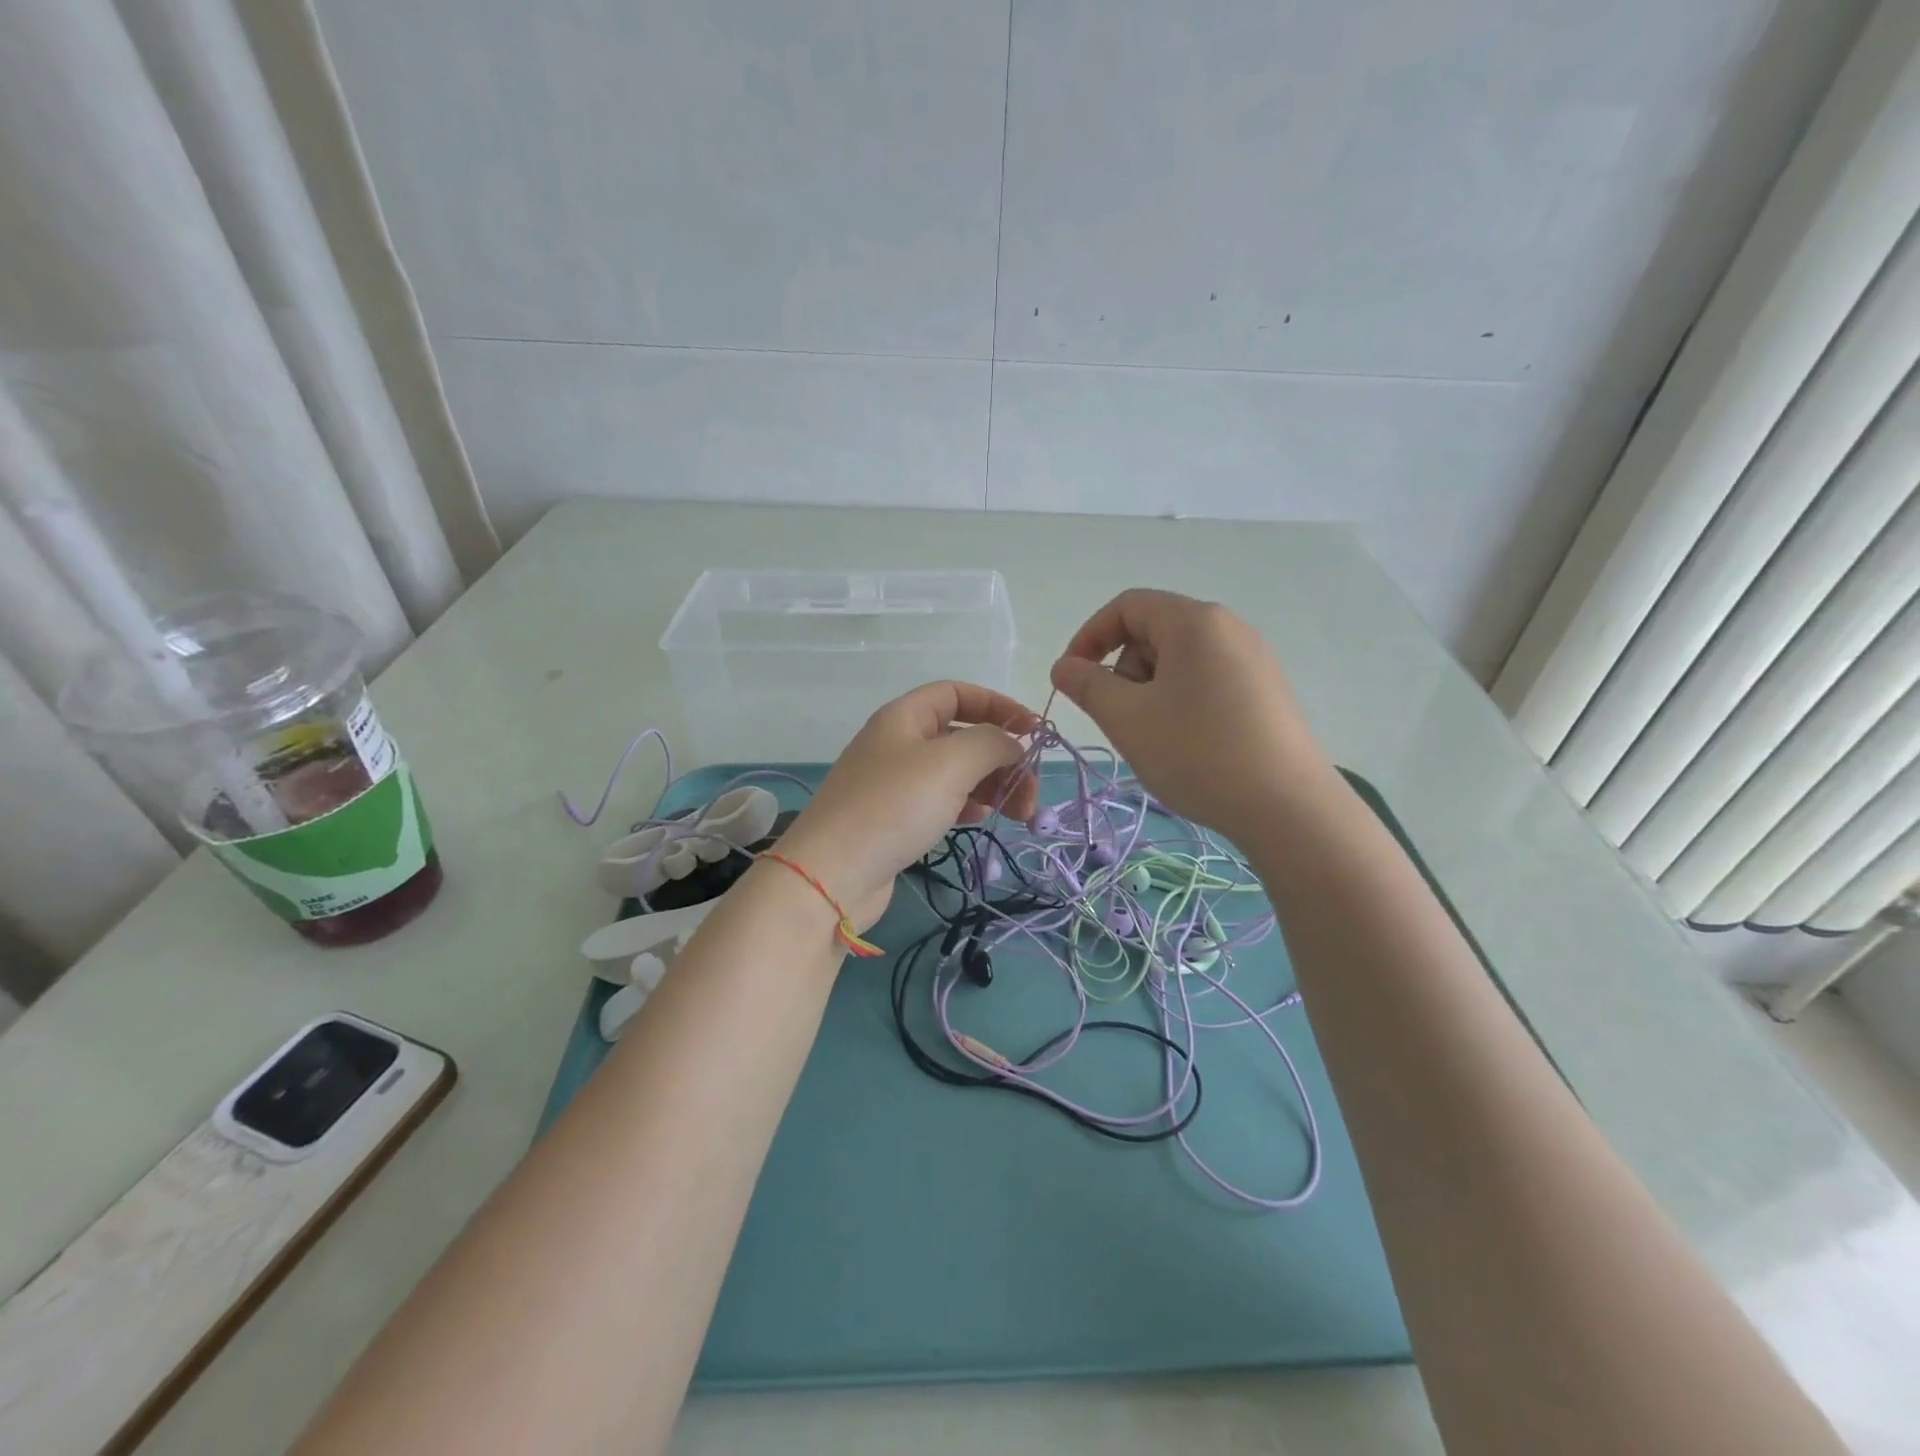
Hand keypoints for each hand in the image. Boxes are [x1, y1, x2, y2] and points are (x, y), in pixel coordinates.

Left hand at [774, 681, 1039, 931]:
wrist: (832, 875)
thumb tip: (1012, 745)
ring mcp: (895, 783)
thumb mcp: (950, 763)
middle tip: (1029, 791)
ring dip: (991, 784)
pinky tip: (980, 820)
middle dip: (1002, 757)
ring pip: (956, 771)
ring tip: (1015, 812)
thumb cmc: (893, 807)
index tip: (1033, 731)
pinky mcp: (896, 818)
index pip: (958, 693)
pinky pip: (942, 800)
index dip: (998, 705)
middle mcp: (899, 743)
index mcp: (904, 717)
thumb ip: (991, 743)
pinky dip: (968, 805)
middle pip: (962, 735)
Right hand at [1049, 589, 1334, 842]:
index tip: (1072, 678)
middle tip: (1122, 717)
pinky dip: (1181, 701)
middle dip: (1124, 669)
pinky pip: (1207, 679)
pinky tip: (1188, 743)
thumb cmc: (1197, 753)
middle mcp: (1229, 628)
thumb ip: (1087, 685)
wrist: (1287, 807)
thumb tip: (1064, 666)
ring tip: (1156, 737)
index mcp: (1194, 621)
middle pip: (1154, 631)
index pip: (1127, 606)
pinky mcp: (1267, 690)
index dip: (1089, 637)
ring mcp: (1253, 659)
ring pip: (1179, 659)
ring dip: (1151, 690)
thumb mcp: (1127, 718)